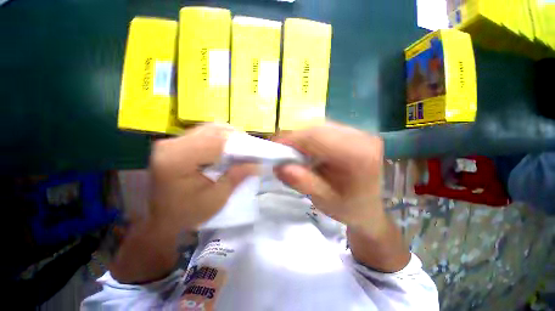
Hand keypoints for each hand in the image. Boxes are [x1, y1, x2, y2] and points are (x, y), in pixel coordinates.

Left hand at [149, 124, 254, 229]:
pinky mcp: (174, 143)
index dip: (239, 144)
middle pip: (212, 131)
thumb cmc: (188, 213)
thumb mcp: (217, 198)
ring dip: (227, 137)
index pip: (216, 141)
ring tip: (239, 149)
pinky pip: (202, 133)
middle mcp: (171, 144)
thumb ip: (237, 177)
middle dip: (235, 139)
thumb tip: (257, 163)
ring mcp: (171, 142)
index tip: (255, 151)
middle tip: (249, 150)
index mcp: (178, 160)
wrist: (161, 219)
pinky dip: (218, 138)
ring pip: (208, 129)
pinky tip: (225, 149)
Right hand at [275, 123, 408, 271]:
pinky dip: (311, 138)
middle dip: (295, 139)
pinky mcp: (354, 134)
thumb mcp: (323, 200)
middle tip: (281, 152)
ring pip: (320, 127)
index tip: (274, 147)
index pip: (317, 137)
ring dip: (303, 138)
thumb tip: (280, 166)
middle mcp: (362, 138)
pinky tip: (308, 150)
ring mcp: (360, 133)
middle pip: (318, 129)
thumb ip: (303, 182)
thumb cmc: (348, 208)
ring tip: (293, 153)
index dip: (292, 139)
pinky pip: (325, 130)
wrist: (369, 208)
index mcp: (358, 155)